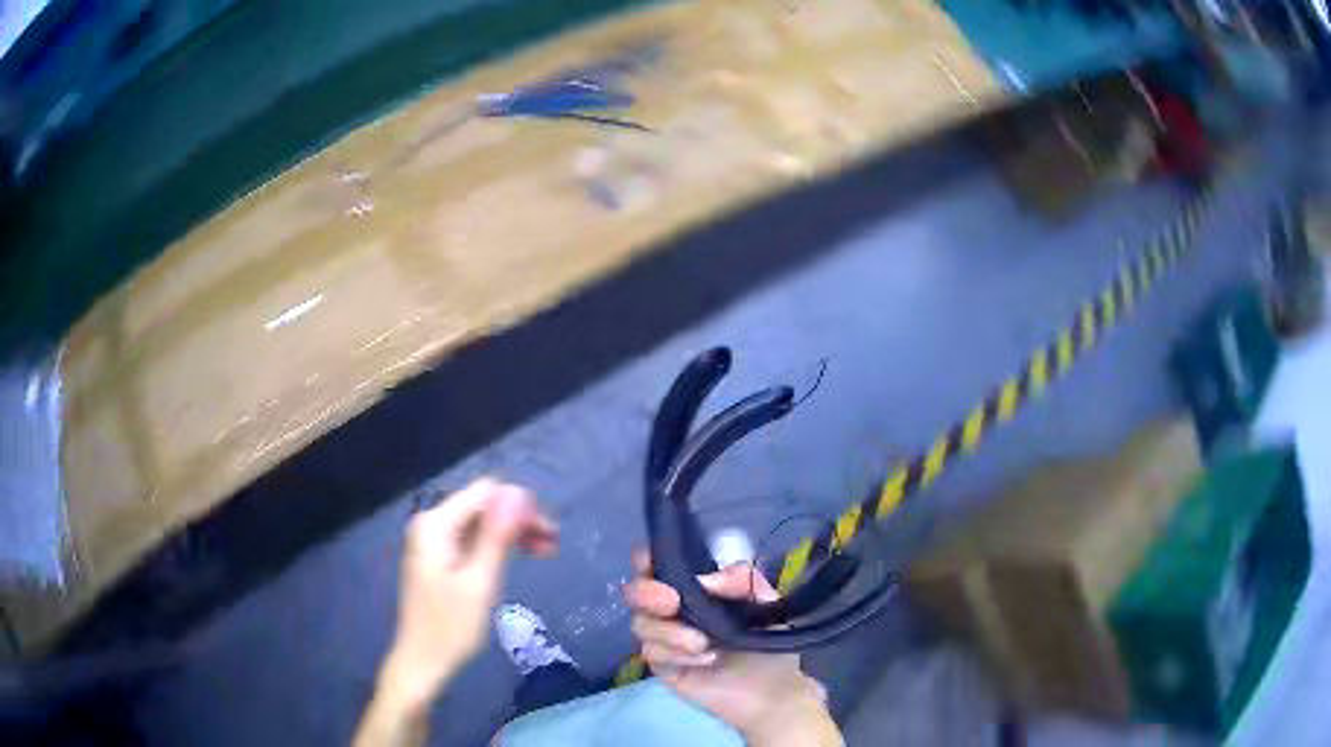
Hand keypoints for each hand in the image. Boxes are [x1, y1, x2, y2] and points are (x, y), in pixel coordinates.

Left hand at [381, 479, 557, 707]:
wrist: (422, 661)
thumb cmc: (451, 626)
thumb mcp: (480, 581)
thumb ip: (496, 535)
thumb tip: (518, 494)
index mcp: (435, 524)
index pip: (485, 492)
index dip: (521, 505)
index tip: (549, 531)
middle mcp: (431, 523)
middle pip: (483, 505)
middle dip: (519, 519)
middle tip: (553, 544)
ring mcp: (433, 540)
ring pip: (481, 522)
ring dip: (512, 532)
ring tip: (546, 550)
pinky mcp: (439, 557)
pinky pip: (472, 538)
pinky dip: (497, 545)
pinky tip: (519, 557)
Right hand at [624, 550, 840, 745]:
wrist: (772, 688)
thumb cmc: (767, 640)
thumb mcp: (765, 601)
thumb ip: (742, 579)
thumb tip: (707, 579)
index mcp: (692, 588)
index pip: (657, 566)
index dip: (646, 560)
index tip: (649, 562)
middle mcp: (671, 610)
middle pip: (636, 593)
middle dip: (647, 594)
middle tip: (671, 603)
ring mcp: (664, 639)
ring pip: (641, 625)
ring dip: (669, 632)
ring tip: (703, 643)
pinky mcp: (663, 667)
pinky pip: (653, 653)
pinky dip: (677, 653)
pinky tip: (706, 659)